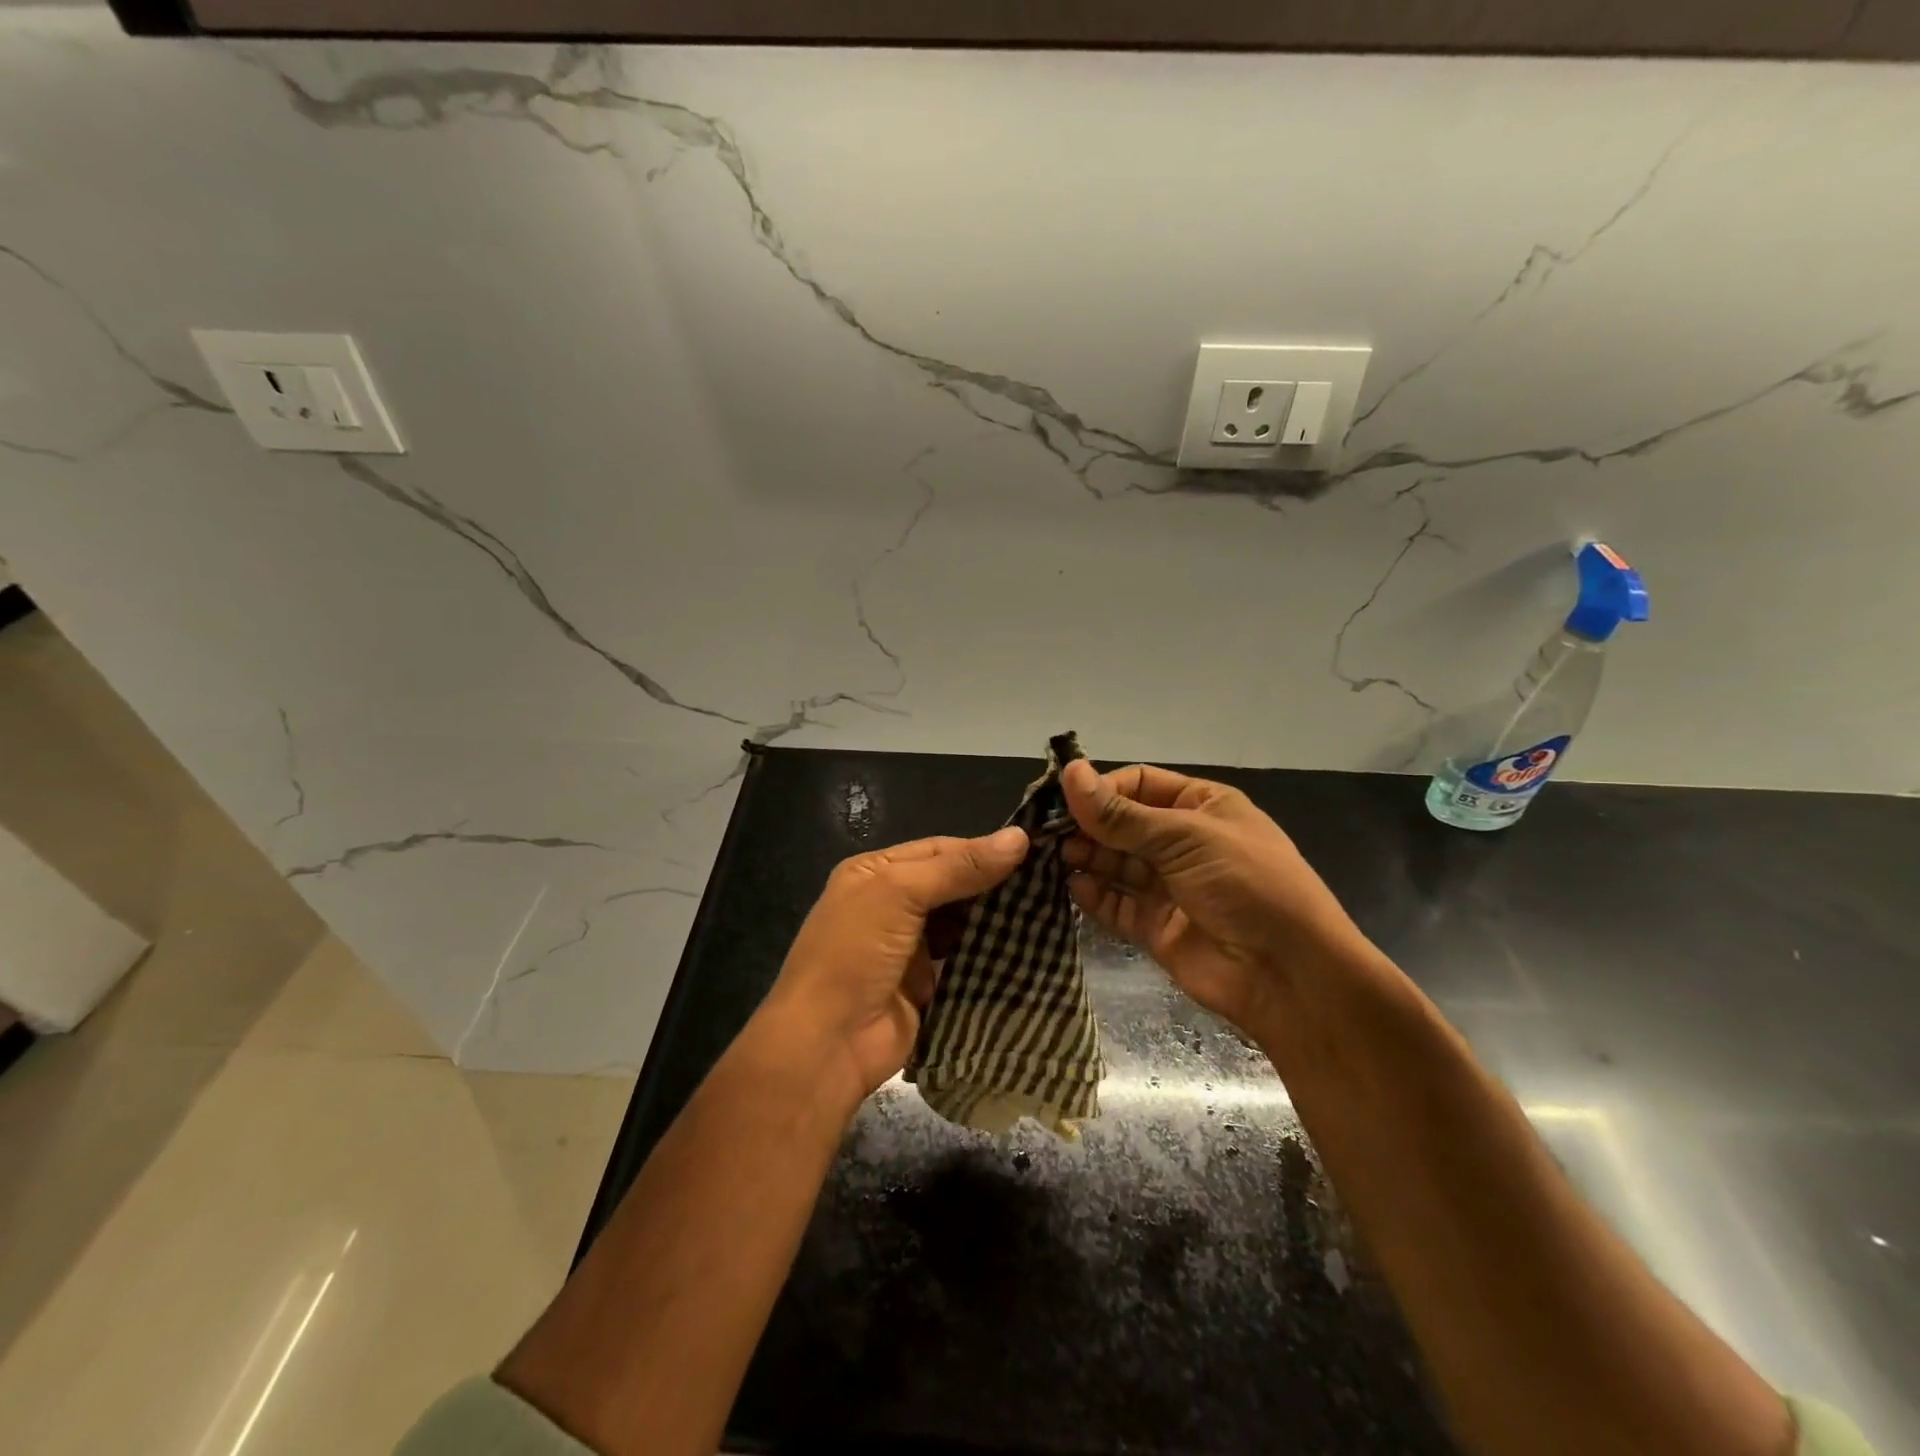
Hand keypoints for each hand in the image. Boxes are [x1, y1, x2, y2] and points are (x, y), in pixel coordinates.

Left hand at [757, 826, 1029, 1109]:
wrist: (827, 1043)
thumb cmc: (855, 952)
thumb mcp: (900, 893)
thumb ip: (959, 867)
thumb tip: (1020, 836)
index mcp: (876, 872)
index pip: (938, 849)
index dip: (982, 849)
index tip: (1033, 851)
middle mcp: (891, 904)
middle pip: (953, 885)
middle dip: (994, 885)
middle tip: (1049, 881)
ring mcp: (909, 947)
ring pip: (962, 924)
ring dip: (996, 920)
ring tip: (1048, 910)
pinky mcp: (927, 986)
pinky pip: (965, 961)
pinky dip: (991, 956)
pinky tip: (1028, 947)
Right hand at [1060, 760, 1366, 1035]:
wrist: (1290, 975)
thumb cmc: (1245, 884)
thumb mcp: (1186, 838)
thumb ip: (1121, 815)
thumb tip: (1070, 773)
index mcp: (1202, 807)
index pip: (1139, 785)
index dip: (1102, 789)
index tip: (1061, 798)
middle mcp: (1183, 843)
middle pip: (1123, 825)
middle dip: (1088, 826)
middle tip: (1045, 832)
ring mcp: (1170, 887)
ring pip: (1116, 864)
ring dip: (1086, 858)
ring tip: (1052, 857)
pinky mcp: (1157, 927)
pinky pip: (1117, 905)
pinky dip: (1093, 896)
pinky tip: (1071, 888)